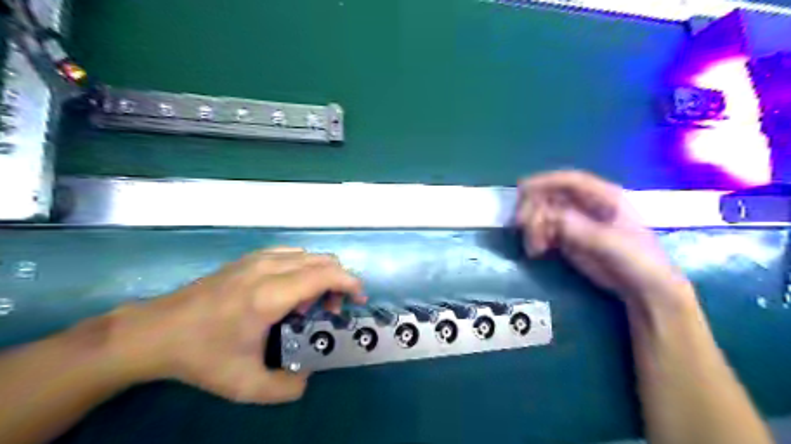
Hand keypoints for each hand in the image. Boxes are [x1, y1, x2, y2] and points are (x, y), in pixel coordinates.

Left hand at [106, 248, 365, 403]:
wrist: (155, 332)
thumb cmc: (201, 356)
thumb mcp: (244, 385)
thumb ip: (285, 388)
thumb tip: (309, 379)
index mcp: (270, 295)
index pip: (324, 274)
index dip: (349, 283)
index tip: (358, 299)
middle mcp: (268, 269)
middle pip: (321, 260)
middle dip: (338, 281)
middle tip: (330, 310)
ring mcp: (256, 260)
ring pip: (307, 254)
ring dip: (320, 274)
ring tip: (307, 303)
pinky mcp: (247, 259)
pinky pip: (289, 254)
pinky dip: (303, 267)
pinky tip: (289, 290)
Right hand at [513, 170, 692, 307]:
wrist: (642, 288)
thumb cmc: (635, 259)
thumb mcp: (609, 242)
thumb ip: (578, 228)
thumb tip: (548, 217)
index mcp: (603, 196)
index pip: (569, 180)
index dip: (544, 181)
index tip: (522, 190)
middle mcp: (586, 204)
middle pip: (551, 195)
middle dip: (533, 208)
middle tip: (521, 225)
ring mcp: (575, 221)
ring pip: (544, 213)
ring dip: (533, 227)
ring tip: (535, 248)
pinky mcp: (567, 237)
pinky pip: (544, 230)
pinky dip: (536, 238)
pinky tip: (537, 251)